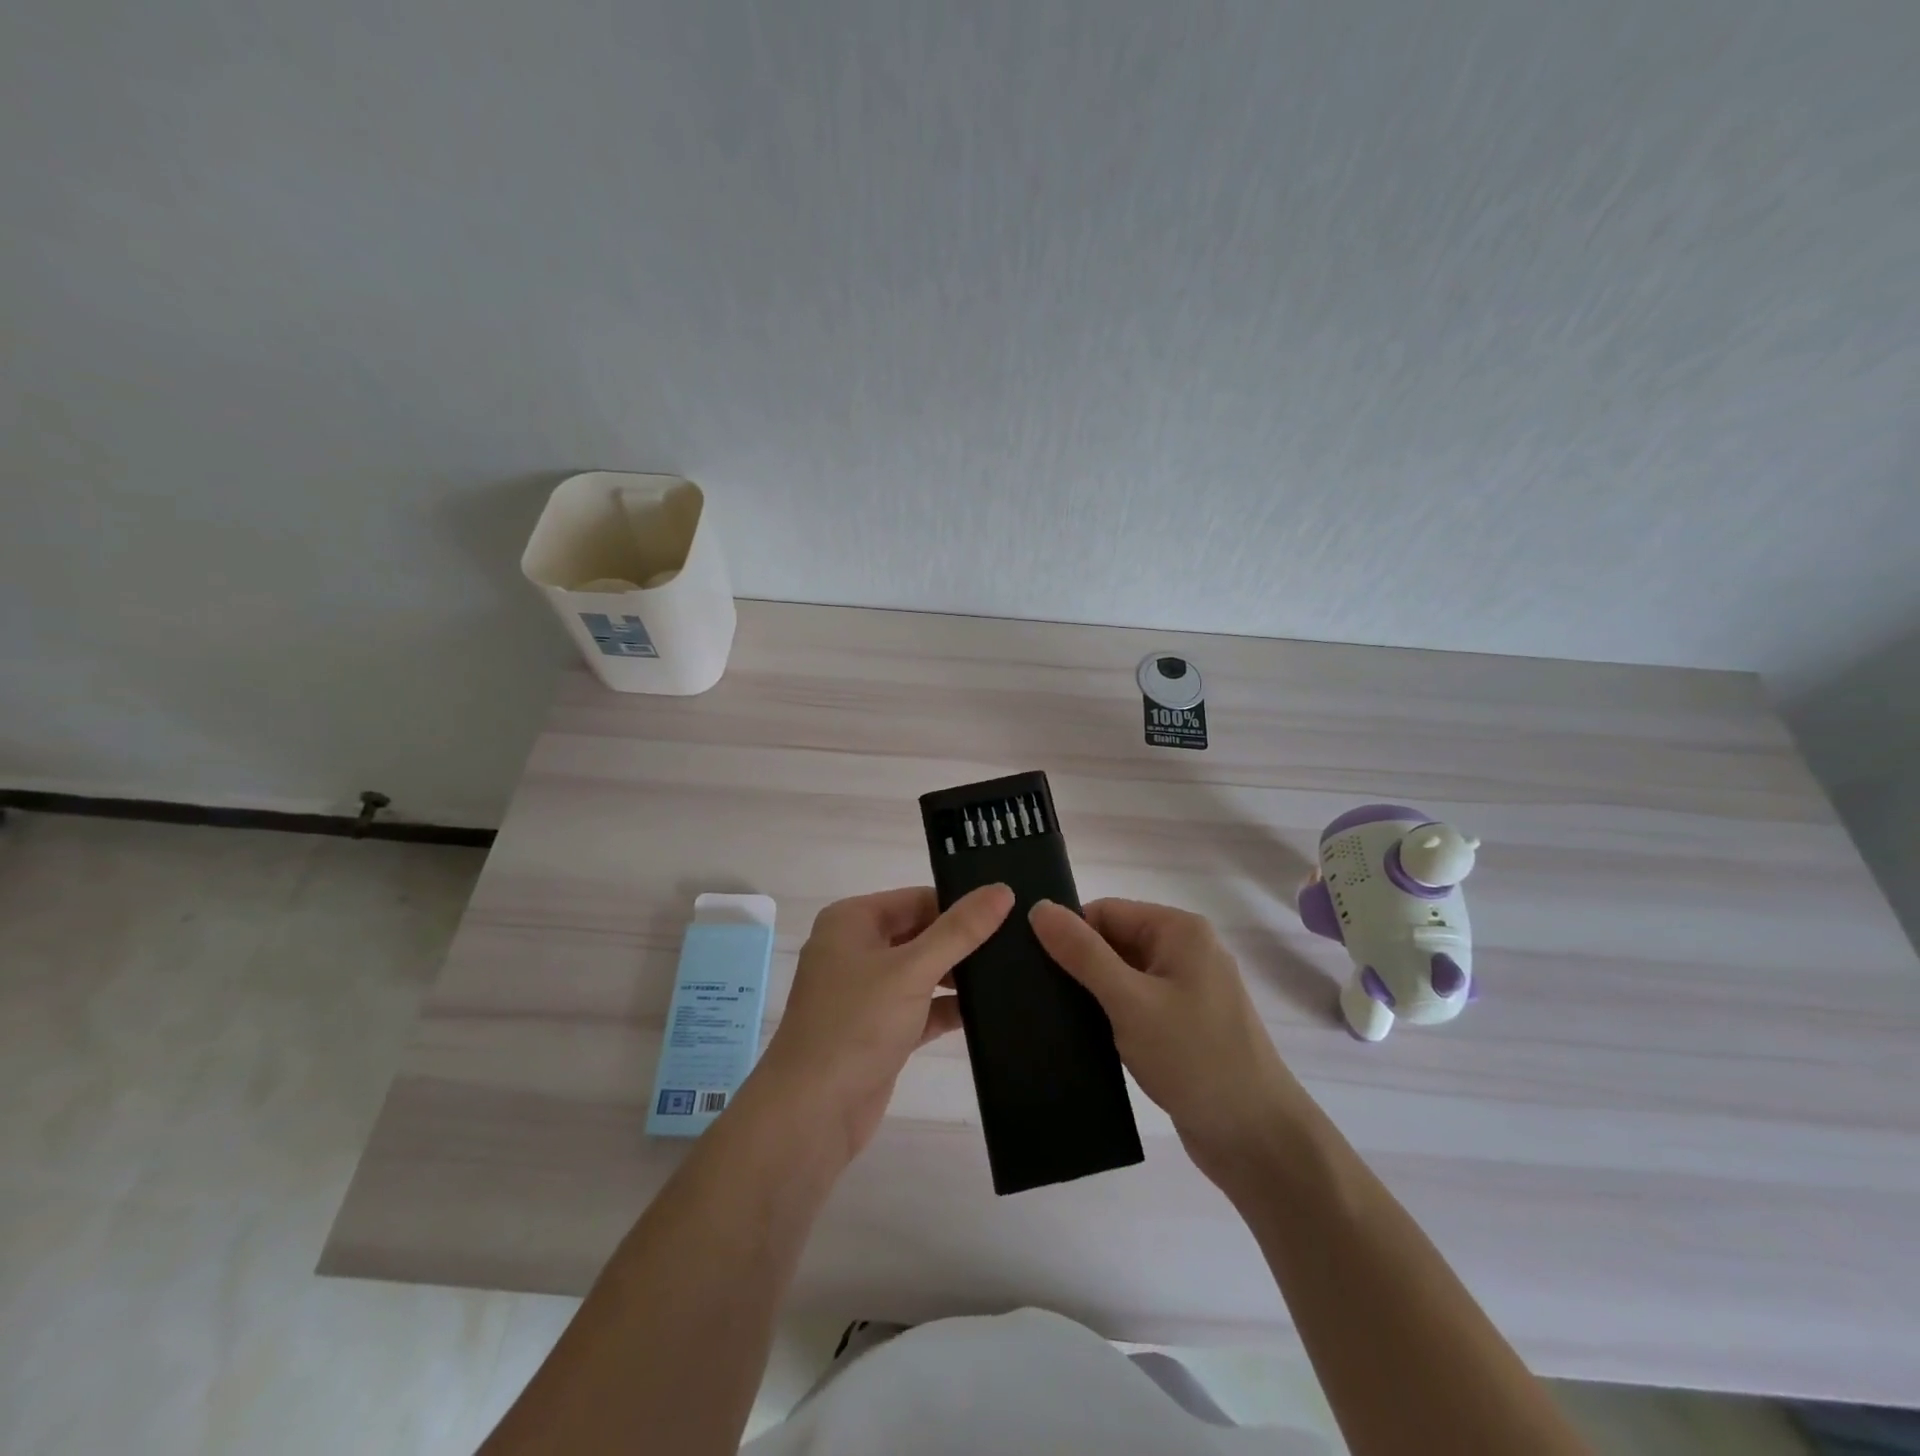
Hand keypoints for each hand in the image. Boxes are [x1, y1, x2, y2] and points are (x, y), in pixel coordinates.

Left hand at [755, 884, 1013, 1165]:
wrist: (810, 1114)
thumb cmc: (856, 1025)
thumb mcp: (912, 970)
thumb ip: (960, 931)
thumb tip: (1002, 890)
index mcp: (852, 921)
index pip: (917, 899)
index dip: (960, 904)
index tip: (1010, 912)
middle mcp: (856, 949)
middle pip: (921, 933)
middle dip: (962, 941)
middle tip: (1019, 942)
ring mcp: (866, 992)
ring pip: (923, 972)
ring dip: (959, 976)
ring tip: (1015, 973)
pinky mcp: (879, 1030)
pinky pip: (921, 1008)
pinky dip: (948, 1008)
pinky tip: (989, 1012)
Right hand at [1029, 898, 1306, 1183]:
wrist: (1257, 1140)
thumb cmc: (1194, 1059)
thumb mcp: (1130, 1001)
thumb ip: (1083, 954)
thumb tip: (1039, 907)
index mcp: (1179, 930)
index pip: (1105, 911)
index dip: (1068, 933)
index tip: (1030, 963)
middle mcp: (1185, 951)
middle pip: (1113, 940)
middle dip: (1078, 964)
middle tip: (1033, 993)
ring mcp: (1186, 990)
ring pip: (1121, 975)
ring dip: (1091, 993)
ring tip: (1047, 1014)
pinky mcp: (1182, 1025)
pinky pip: (1135, 1004)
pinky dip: (1109, 1015)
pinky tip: (1079, 1035)